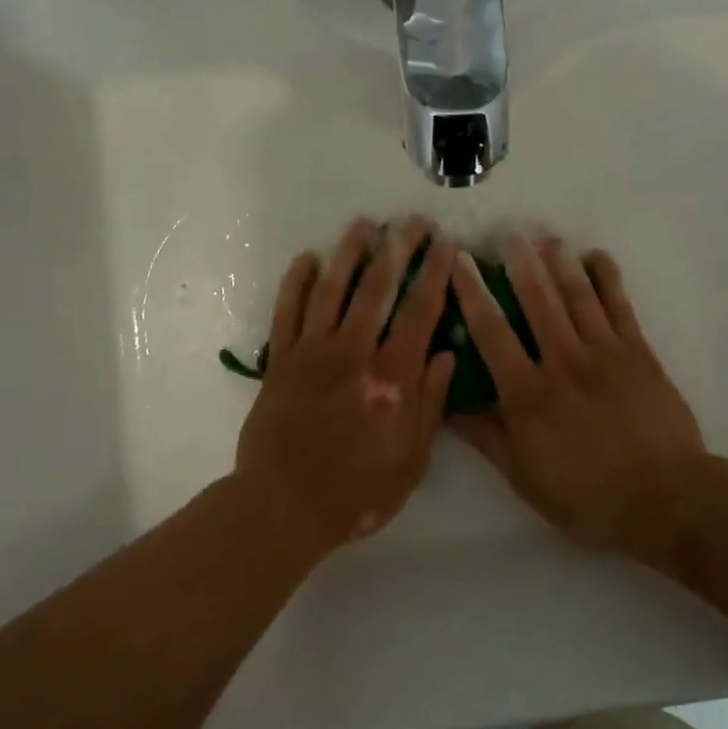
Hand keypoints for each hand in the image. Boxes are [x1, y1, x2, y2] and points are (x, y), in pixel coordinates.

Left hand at [235, 217, 456, 553]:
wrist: (284, 507)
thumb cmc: (357, 491)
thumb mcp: (412, 460)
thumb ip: (430, 403)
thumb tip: (447, 354)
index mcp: (392, 377)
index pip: (419, 312)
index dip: (435, 274)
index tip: (445, 244)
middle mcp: (353, 353)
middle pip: (378, 288)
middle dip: (398, 249)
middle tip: (412, 221)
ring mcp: (312, 352)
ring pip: (332, 289)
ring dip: (349, 253)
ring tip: (364, 225)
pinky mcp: (280, 360)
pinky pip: (287, 311)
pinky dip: (296, 282)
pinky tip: (307, 259)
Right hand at [451, 231, 703, 559]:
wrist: (665, 499)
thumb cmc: (587, 496)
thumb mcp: (524, 476)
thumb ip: (486, 437)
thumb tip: (448, 405)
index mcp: (528, 393)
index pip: (491, 333)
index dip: (472, 293)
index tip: (459, 262)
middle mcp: (562, 362)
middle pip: (536, 301)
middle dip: (518, 263)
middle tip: (506, 231)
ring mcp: (604, 353)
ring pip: (577, 296)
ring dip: (559, 262)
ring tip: (544, 235)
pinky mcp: (638, 353)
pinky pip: (620, 306)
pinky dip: (608, 278)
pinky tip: (596, 256)